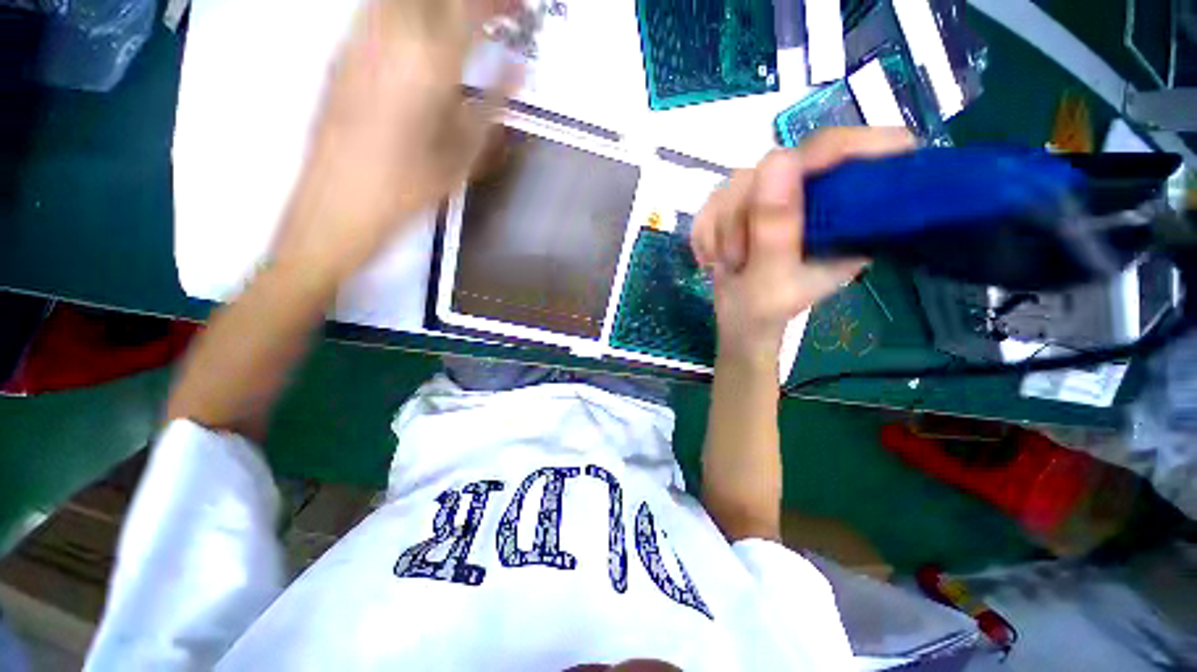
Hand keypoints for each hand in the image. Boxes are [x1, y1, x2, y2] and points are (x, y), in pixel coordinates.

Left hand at [274, 0, 519, 281]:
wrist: (337, 203)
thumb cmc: (409, 188)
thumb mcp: (464, 154)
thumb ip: (493, 104)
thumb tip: (518, 68)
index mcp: (428, 59)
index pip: (470, 6)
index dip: (499, 2)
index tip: (521, 8)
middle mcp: (390, 31)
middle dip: (468, 0)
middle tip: (494, 15)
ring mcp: (359, 36)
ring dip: (438, 4)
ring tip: (462, 22)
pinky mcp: (342, 49)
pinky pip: (379, 8)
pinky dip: (410, 10)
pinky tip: (423, 30)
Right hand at [692, 128, 915, 365]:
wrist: (738, 319)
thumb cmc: (765, 311)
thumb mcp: (774, 278)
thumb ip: (776, 228)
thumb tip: (776, 159)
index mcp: (851, 212)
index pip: (855, 149)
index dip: (827, 153)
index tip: (786, 190)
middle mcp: (817, 194)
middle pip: (782, 162)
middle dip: (747, 213)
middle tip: (740, 256)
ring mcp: (777, 195)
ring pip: (740, 180)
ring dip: (722, 228)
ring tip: (729, 262)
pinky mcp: (744, 201)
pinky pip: (715, 198)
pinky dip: (707, 230)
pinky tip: (714, 255)